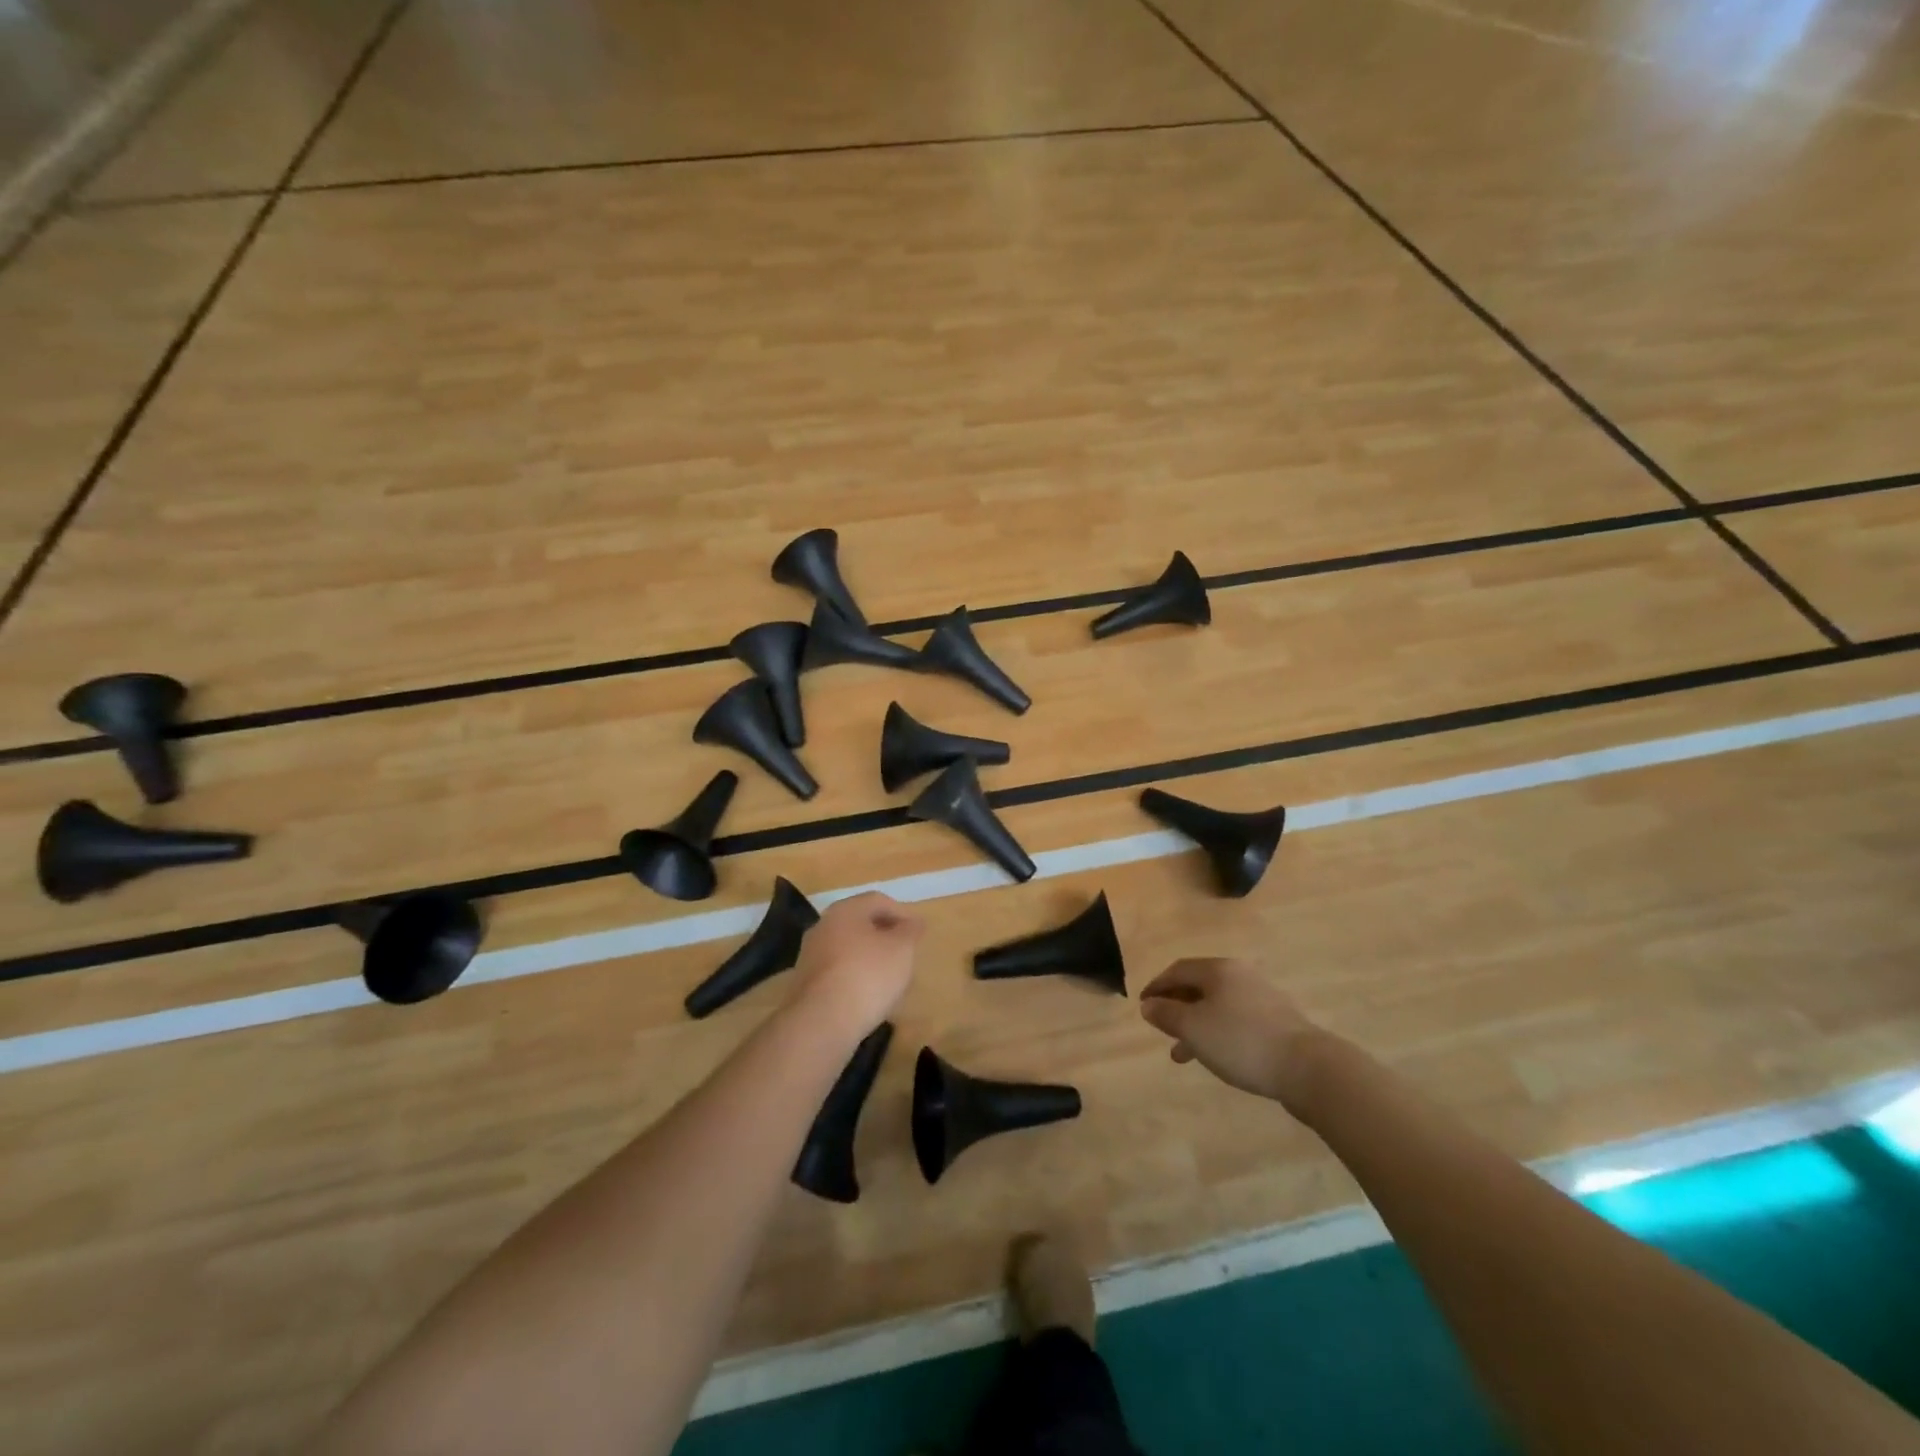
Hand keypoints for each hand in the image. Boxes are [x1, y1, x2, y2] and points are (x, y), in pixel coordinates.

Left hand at [788, 892, 924, 1041]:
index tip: (918, 933)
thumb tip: (914, 922)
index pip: (878, 901)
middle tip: (905, 952)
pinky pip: (837, 972)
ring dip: (869, 957)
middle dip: (885, 935)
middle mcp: (823, 926)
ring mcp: (810, 955)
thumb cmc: (868, 975)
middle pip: (860, 924)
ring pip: (848, 948)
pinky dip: (855, 977)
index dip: (902, 913)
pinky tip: (868, 995)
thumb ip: (910, 931)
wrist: (822, 1022)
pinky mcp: (805, 984)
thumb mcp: (902, 949)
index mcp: (845, 910)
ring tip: (890, 977)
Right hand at [1140, 958, 1320, 1108]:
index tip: (1143, 1006)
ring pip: (1218, 1007)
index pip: (1178, 970)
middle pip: (1199, 986)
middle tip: (1161, 1028)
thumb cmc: (1241, 1041)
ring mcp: (1263, 999)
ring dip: (1196, 1026)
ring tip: (1182, 1054)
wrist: (1308, 1068)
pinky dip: (1219, 1034)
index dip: (1157, 986)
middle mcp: (1241, 976)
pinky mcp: (1278, 1023)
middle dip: (1177, 1007)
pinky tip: (1217, 1057)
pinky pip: (1237, 1022)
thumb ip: (1166, 1014)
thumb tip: (1148, 1005)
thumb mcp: (1193, 1028)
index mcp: (1219, 970)